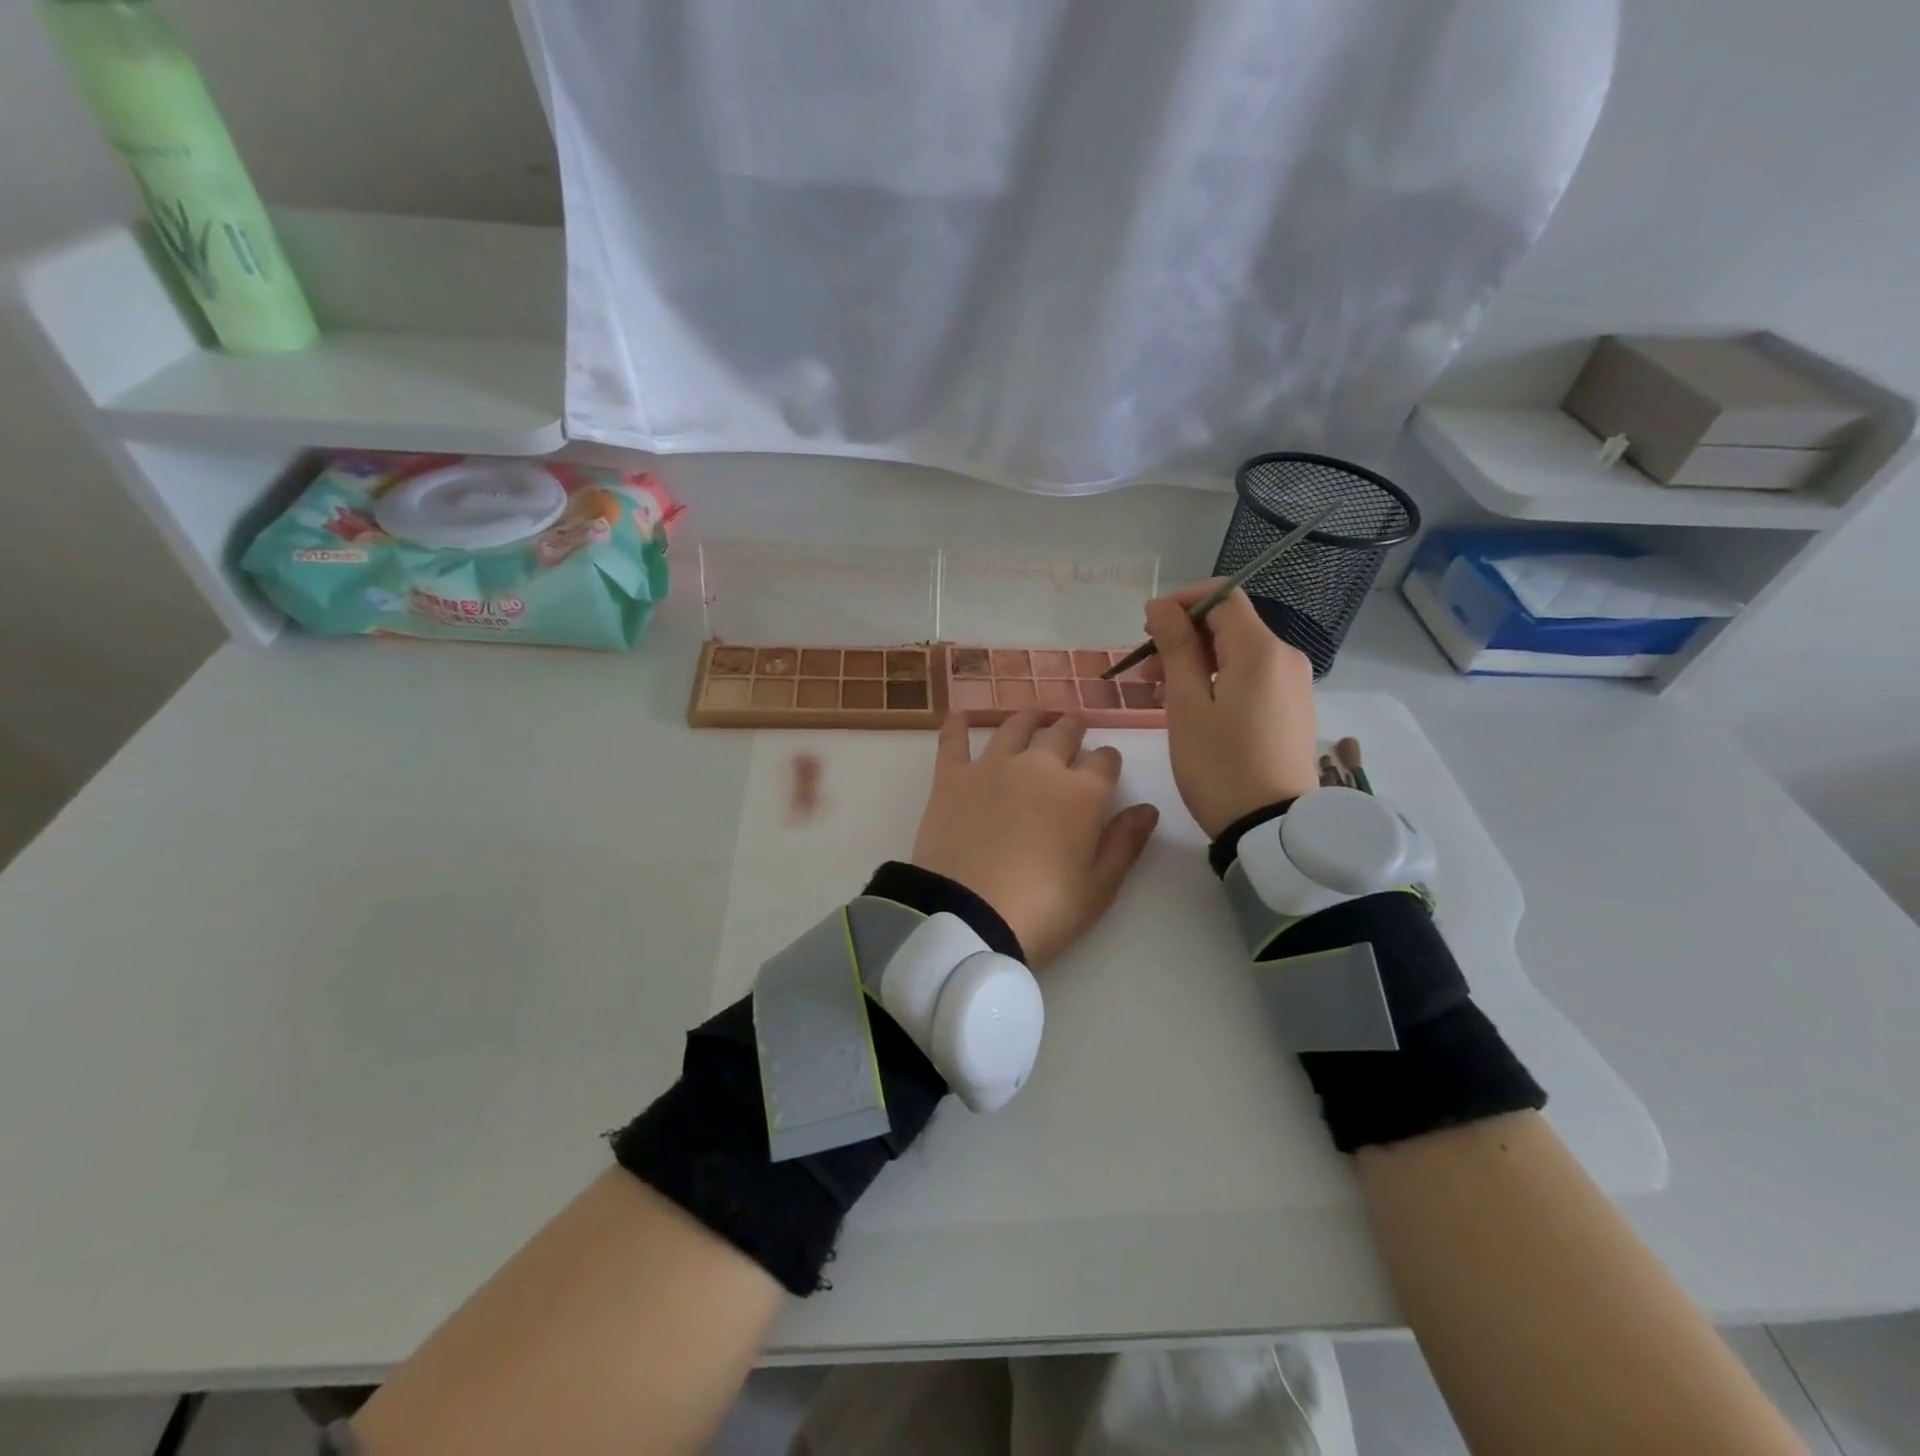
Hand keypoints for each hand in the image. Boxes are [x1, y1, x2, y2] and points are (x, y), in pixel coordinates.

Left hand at [912, 711, 1159, 967]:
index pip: (1105, 760)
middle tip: (1073, 728)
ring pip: (1015, 727)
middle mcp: (1040, 767)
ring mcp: (993, 767)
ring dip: (1030, 719)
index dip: (1108, 762)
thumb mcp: (1098, 888)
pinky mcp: (952, 778)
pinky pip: (954, 741)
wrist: (968, 917)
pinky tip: (960, 714)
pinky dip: (957, 725)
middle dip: (1073, 729)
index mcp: (1083, 793)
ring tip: (1036, 715)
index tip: (1106, 769)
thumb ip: (1125, 843)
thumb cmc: (1044, 911)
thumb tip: (1147, 809)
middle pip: (1062, 733)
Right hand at [1143, 582, 1319, 838]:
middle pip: (1229, 625)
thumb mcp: (1186, 705)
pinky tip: (1193, 709)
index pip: (1223, 596)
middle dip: (1183, 637)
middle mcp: (1285, 658)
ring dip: (1196, 662)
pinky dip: (1218, 681)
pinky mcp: (1292, 709)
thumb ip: (1175, 648)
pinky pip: (1251, 678)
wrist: (1271, 828)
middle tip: (1144, 672)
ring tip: (1160, 694)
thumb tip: (1162, 607)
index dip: (1182, 602)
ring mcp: (1294, 685)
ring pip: (1237, 653)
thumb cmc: (1219, 765)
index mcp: (1261, 650)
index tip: (1146, 629)